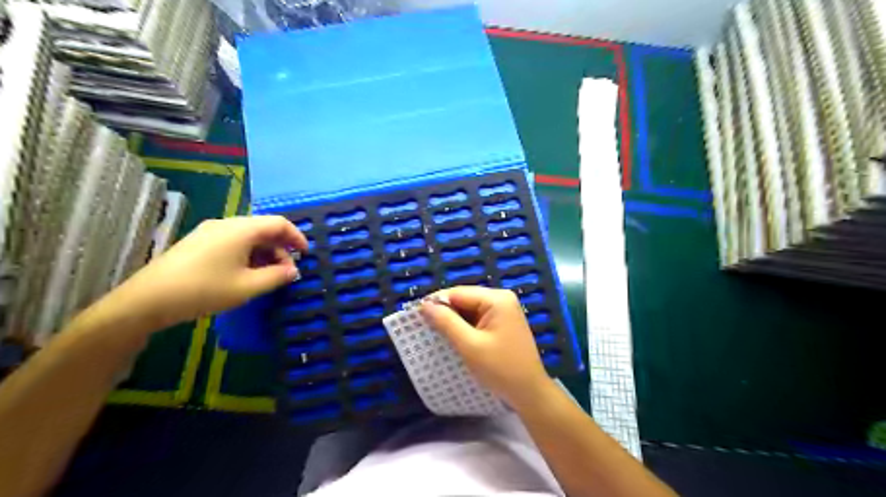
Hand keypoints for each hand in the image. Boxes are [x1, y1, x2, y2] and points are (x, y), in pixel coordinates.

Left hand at [109, 216, 307, 328]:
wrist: (148, 300)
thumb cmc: (204, 290)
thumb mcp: (248, 287)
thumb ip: (277, 276)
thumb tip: (292, 271)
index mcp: (241, 229)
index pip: (279, 223)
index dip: (297, 237)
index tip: (305, 255)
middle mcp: (227, 224)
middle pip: (264, 228)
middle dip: (281, 248)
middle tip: (286, 272)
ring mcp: (210, 231)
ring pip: (249, 236)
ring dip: (265, 252)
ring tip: (268, 276)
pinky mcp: (199, 242)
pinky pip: (234, 241)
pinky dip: (249, 254)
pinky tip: (246, 273)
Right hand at [421, 285, 551, 409]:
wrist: (529, 392)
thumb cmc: (500, 369)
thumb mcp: (469, 345)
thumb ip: (446, 322)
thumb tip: (425, 305)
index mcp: (497, 299)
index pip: (458, 293)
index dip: (436, 302)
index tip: (416, 315)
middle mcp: (501, 299)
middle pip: (464, 299)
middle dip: (445, 311)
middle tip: (423, 325)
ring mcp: (504, 311)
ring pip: (469, 309)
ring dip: (453, 320)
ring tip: (435, 332)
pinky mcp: (503, 323)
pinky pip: (477, 318)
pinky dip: (464, 327)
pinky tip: (453, 337)